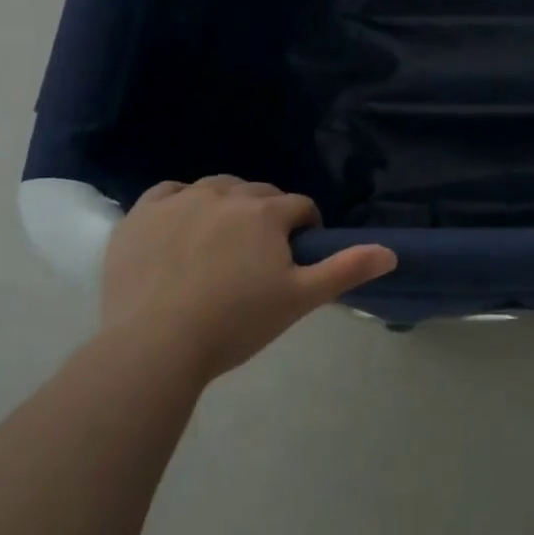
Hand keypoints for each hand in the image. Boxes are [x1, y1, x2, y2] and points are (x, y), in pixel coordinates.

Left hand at [100, 176, 396, 384]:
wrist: (154, 346)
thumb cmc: (235, 323)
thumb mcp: (299, 300)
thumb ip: (346, 270)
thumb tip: (391, 252)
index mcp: (266, 212)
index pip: (300, 207)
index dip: (305, 229)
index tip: (296, 258)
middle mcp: (225, 194)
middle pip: (259, 193)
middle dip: (268, 216)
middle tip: (260, 257)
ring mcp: (180, 201)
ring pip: (216, 188)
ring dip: (228, 205)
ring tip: (221, 243)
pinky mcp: (142, 214)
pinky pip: (170, 192)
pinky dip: (182, 203)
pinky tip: (181, 228)